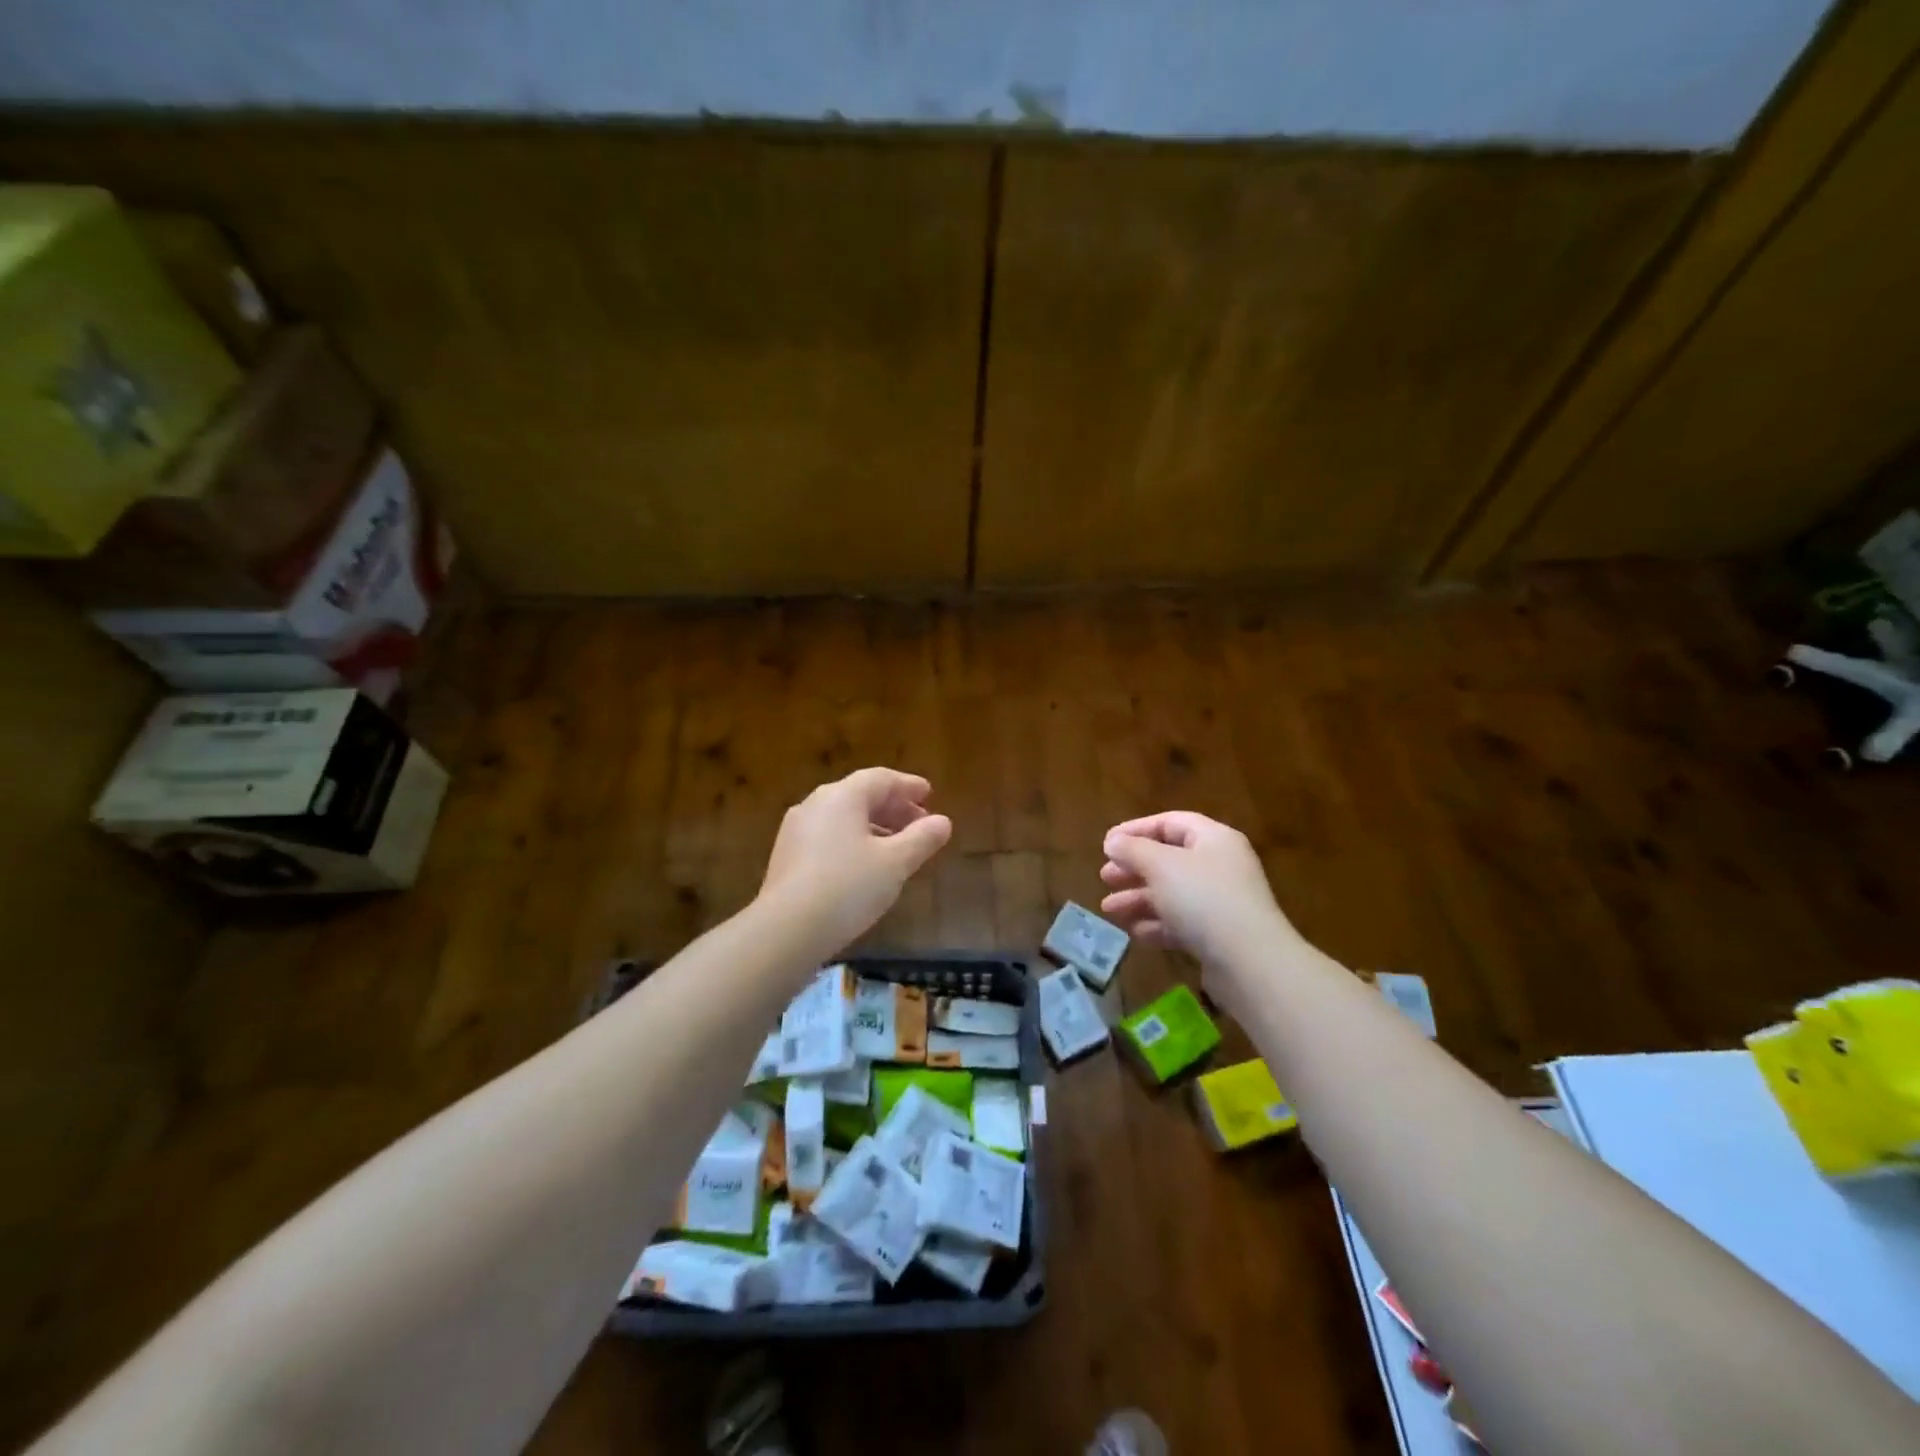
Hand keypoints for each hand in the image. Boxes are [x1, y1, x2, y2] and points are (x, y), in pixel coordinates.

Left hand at [757, 768, 951, 954]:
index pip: (881, 779)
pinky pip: (828, 837)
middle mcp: (815, 804)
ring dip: (875, 826)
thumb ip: (922, 839)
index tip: (929, 794)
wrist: (786, 930)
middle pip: (860, 796)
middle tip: (920, 824)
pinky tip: (865, 866)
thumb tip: (944, 822)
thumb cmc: (848, 887)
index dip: (908, 785)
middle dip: (894, 808)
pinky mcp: (786, 856)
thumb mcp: (895, 863)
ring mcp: (796, 830)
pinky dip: (853, 841)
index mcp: (842, 796)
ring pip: (843, 818)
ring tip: (898, 848)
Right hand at [1099, 811, 1297, 1006]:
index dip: (1135, 830)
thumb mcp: (1160, 865)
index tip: (1106, 844)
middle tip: (1105, 877)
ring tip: (1109, 910)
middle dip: (1134, 868)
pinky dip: (1157, 924)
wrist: (1250, 962)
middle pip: (1169, 859)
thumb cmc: (1203, 899)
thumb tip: (1113, 841)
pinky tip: (1135, 933)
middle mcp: (1220, 865)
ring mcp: (1222, 902)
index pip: (1170, 822)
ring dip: (1139, 899)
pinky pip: (1182, 922)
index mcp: (1213, 839)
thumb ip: (1132, 849)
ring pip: (1172, 893)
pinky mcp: (1219, 935)